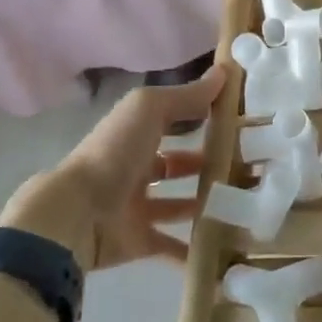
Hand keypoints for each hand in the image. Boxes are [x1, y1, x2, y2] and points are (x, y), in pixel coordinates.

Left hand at [0, 67, 224, 270]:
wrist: (76, 215)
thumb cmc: (114, 152)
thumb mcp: (150, 109)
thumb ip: (187, 95)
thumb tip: (225, 70)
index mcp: (133, 136)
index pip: (171, 123)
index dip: (199, 119)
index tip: (235, 120)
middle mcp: (133, 170)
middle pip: (174, 165)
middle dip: (204, 165)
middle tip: (245, 166)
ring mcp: (134, 208)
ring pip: (175, 205)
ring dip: (202, 204)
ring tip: (242, 202)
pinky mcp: (137, 243)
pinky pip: (169, 247)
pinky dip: (191, 251)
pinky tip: (223, 245)